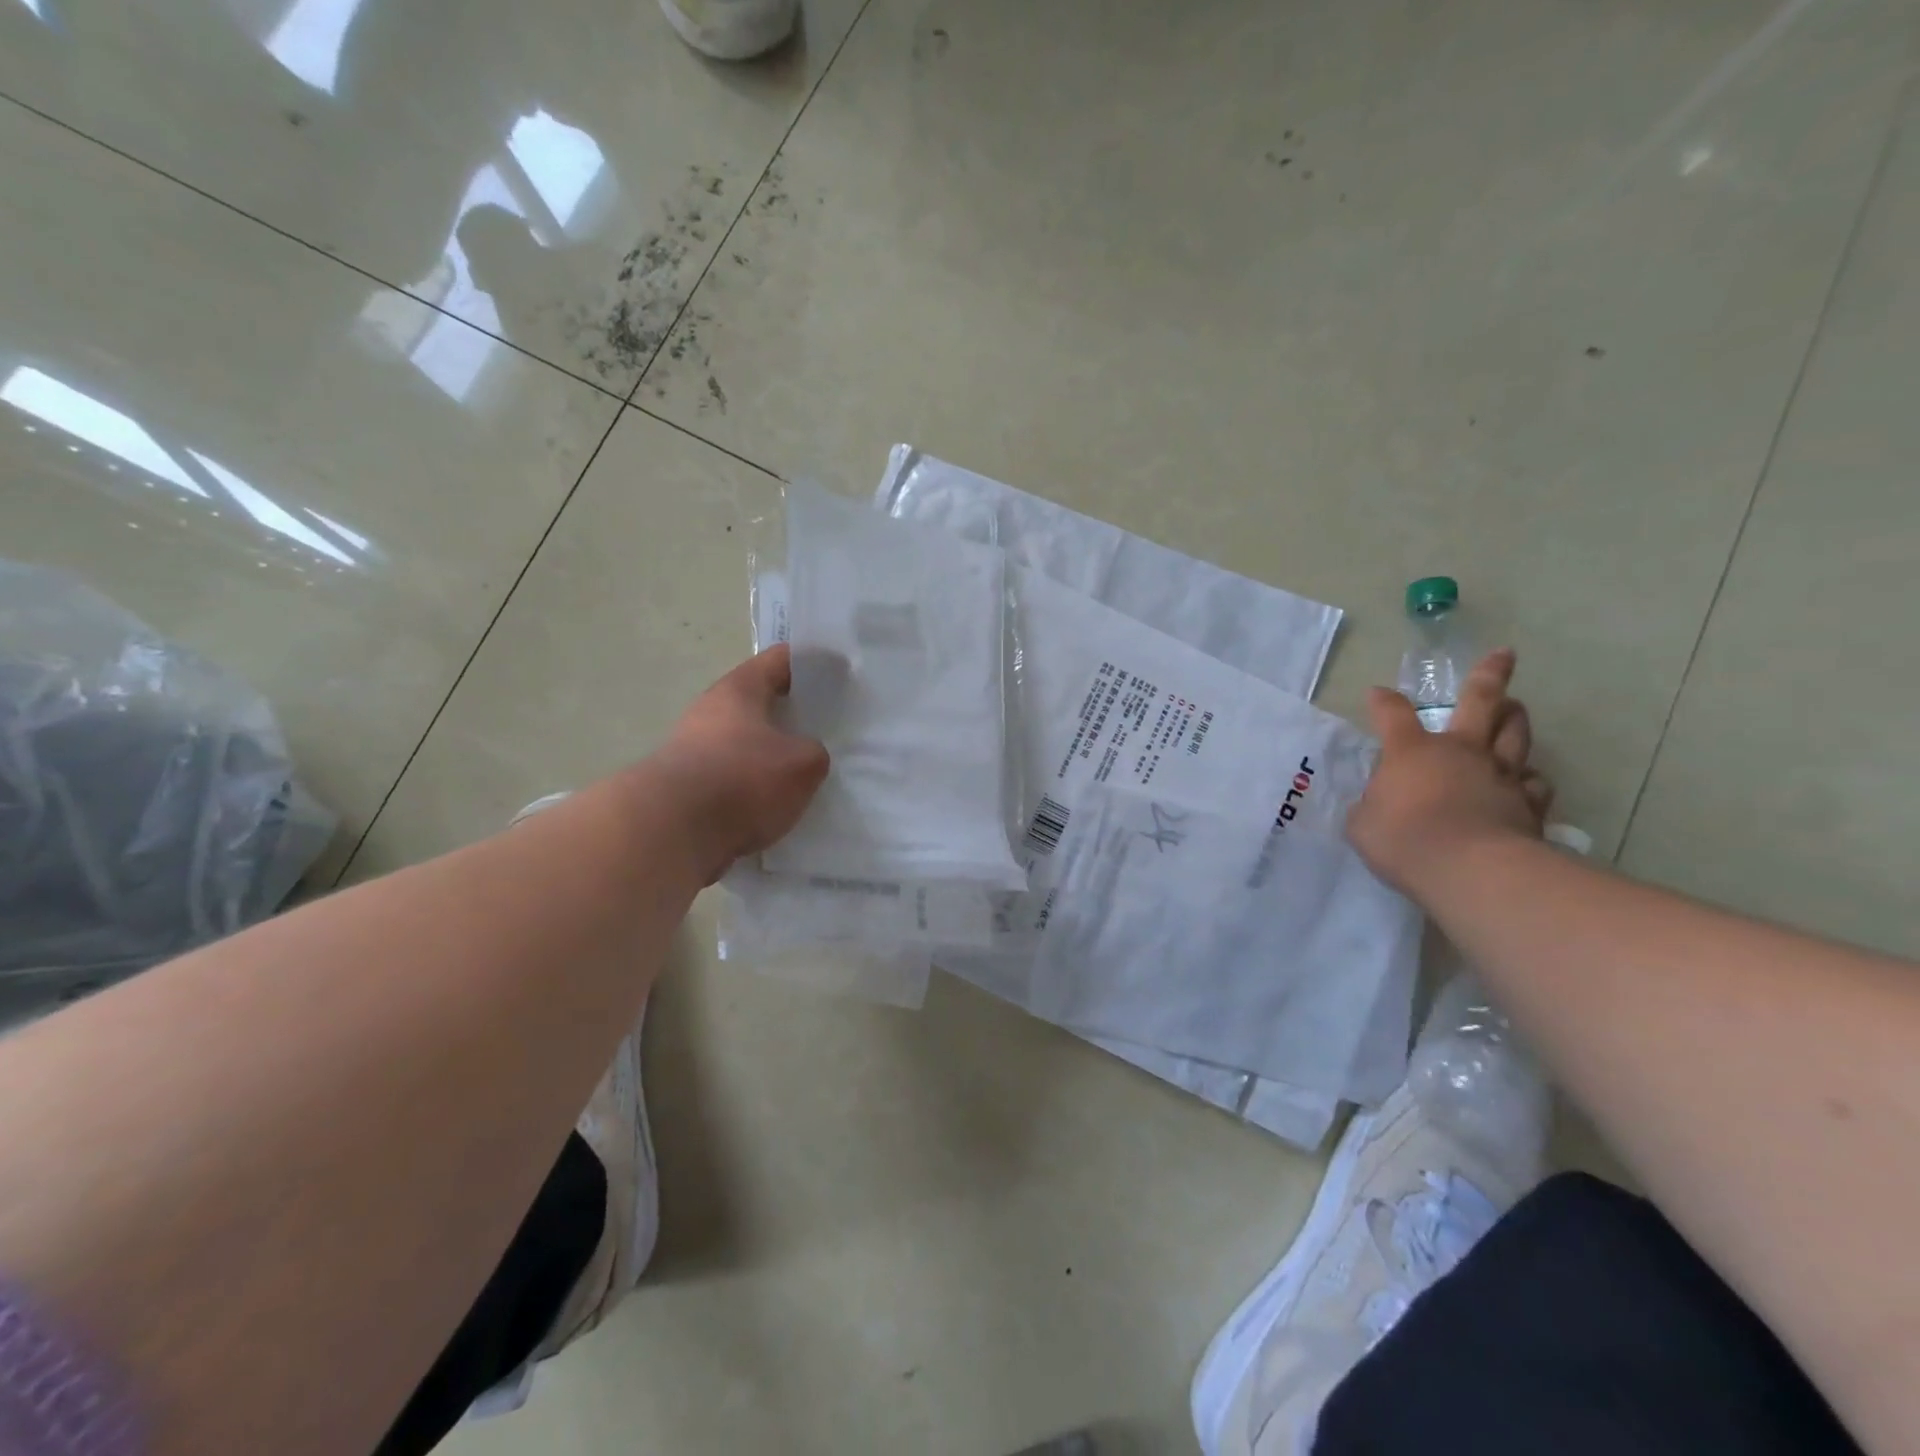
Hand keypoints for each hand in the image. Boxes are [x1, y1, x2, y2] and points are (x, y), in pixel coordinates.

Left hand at [649, 645, 829, 881]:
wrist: (671, 833)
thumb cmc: (742, 781)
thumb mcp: (803, 764)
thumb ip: (814, 753)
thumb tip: (805, 756)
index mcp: (739, 690)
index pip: (780, 660)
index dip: (811, 663)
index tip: (839, 671)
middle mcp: (711, 712)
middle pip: (760, 703)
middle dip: (792, 714)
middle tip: (828, 727)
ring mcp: (693, 751)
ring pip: (746, 745)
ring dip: (772, 756)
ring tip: (806, 775)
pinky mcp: (687, 789)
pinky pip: (733, 780)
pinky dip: (754, 789)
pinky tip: (778, 808)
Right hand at [1346, 648, 1554, 897]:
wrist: (1469, 869)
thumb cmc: (1403, 840)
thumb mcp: (1364, 824)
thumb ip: (1371, 806)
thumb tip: (1379, 802)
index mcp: (1412, 751)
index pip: (1392, 714)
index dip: (1383, 702)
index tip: (1377, 694)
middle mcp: (1460, 751)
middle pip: (1480, 702)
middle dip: (1489, 675)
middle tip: (1503, 655)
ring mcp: (1499, 775)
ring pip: (1515, 735)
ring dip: (1515, 719)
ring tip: (1515, 710)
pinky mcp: (1528, 804)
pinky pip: (1534, 783)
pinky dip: (1528, 779)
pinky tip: (1525, 782)